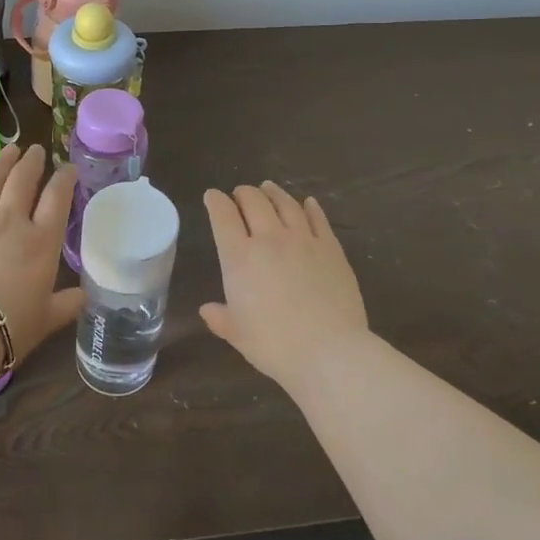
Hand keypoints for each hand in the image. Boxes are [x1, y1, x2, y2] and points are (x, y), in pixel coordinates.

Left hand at [0, 145, 82, 355]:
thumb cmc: (8, 326)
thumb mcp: (45, 319)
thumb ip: (65, 304)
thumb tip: (83, 297)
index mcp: (40, 242)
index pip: (57, 200)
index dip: (64, 180)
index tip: (68, 167)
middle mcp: (9, 222)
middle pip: (22, 182)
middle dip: (31, 163)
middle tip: (35, 150)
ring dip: (0, 164)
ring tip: (8, 150)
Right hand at [201, 183, 369, 389]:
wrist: (330, 351)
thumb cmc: (275, 345)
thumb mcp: (238, 334)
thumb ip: (221, 318)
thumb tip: (207, 310)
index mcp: (240, 257)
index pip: (223, 216)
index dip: (215, 201)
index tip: (212, 196)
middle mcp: (270, 239)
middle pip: (254, 201)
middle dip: (243, 193)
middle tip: (239, 194)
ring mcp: (303, 240)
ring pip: (285, 204)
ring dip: (274, 192)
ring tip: (268, 188)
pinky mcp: (331, 248)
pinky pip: (318, 219)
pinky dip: (310, 207)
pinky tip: (308, 202)